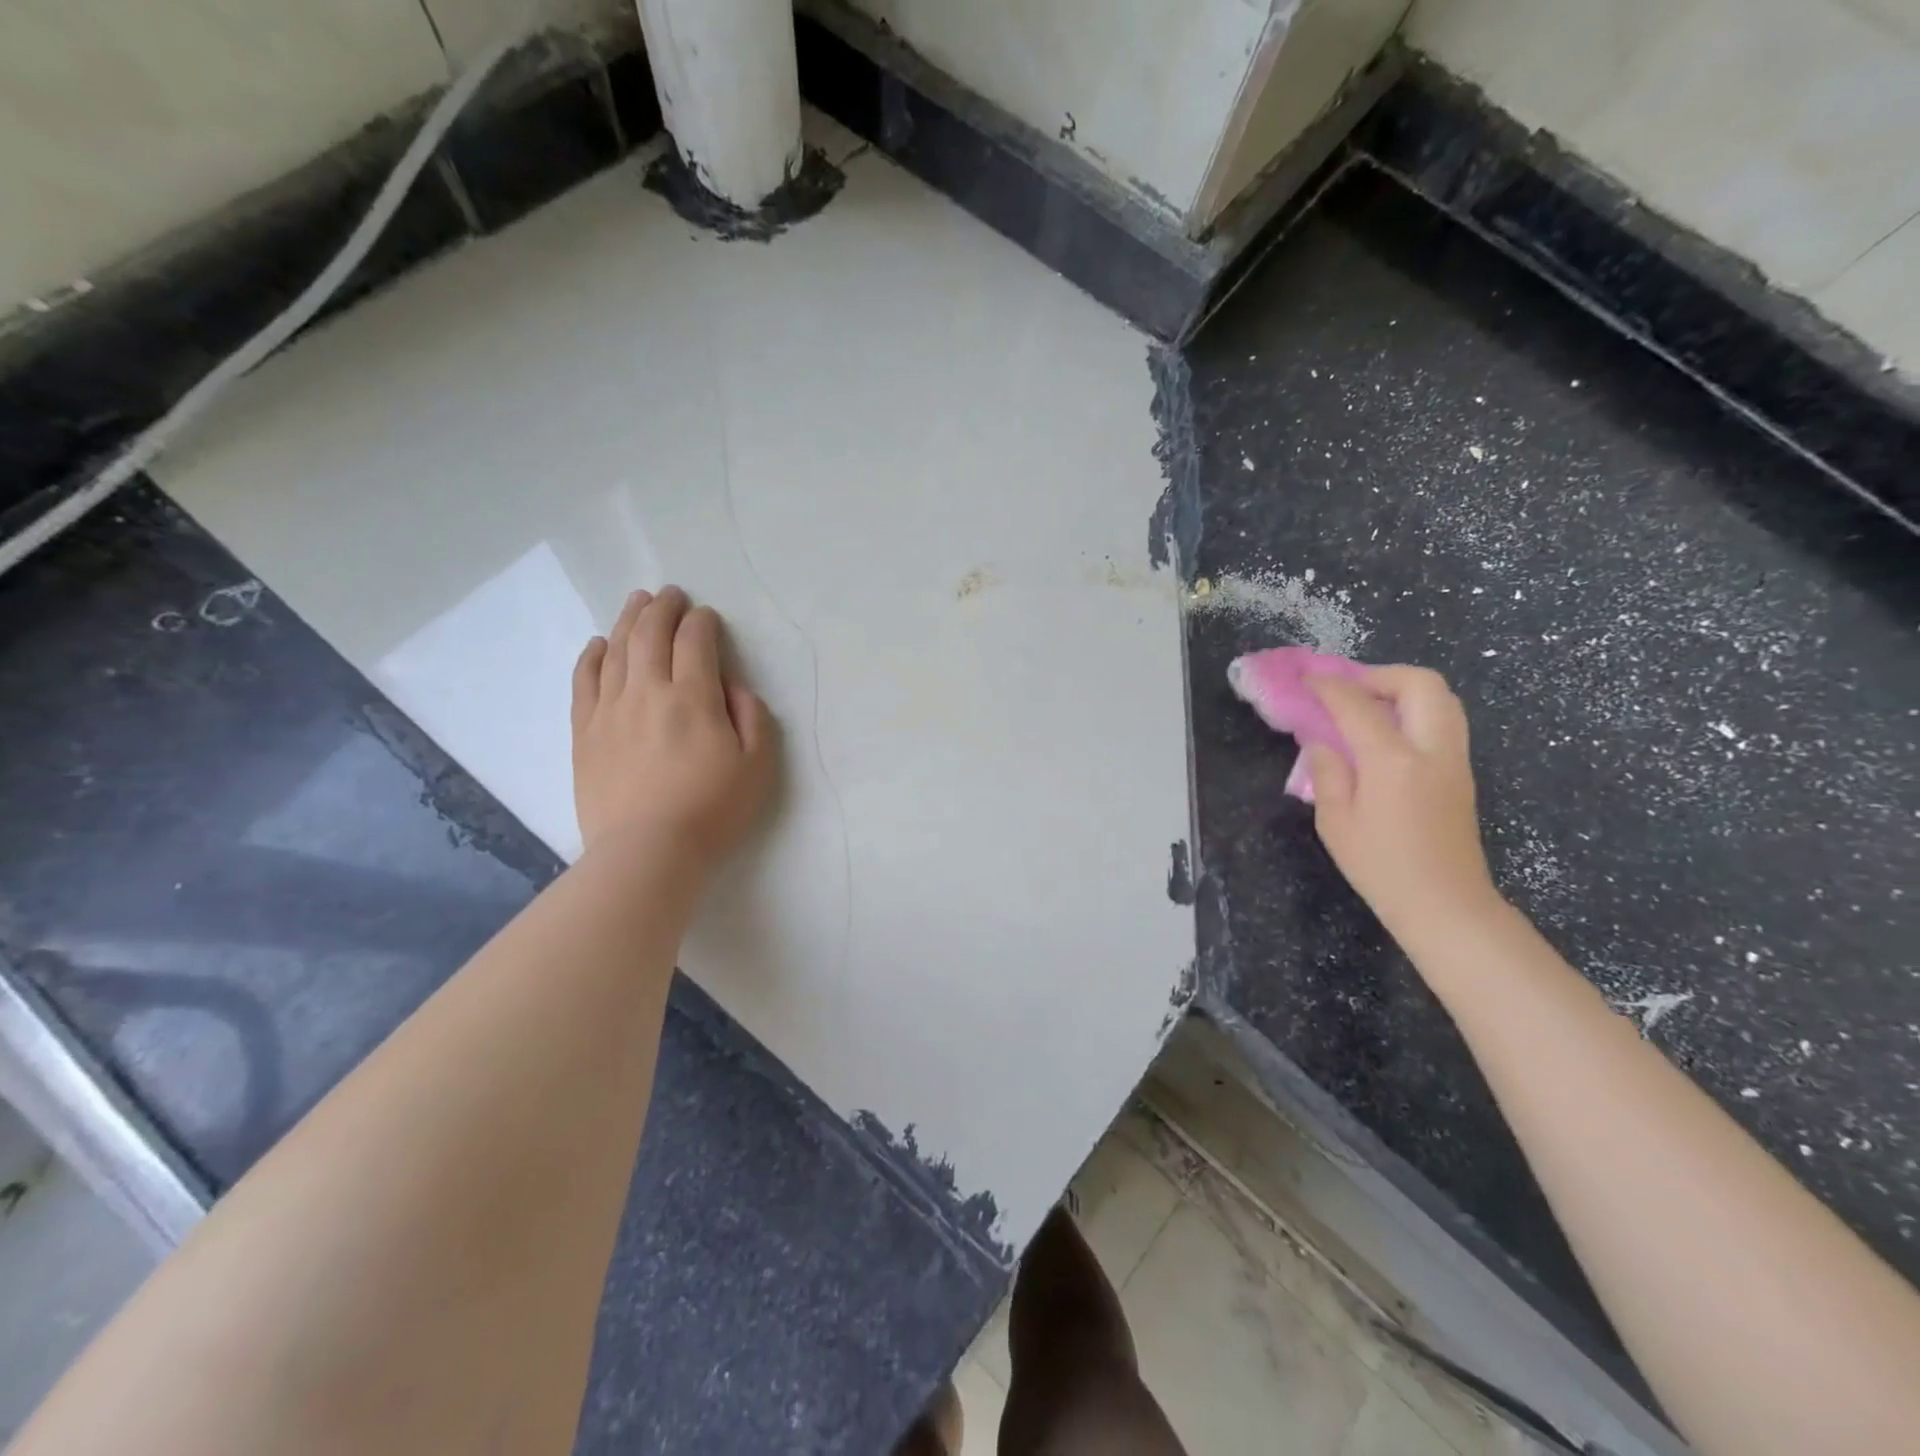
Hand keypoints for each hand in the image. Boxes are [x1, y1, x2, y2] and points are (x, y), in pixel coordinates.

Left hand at [570, 586, 775, 870]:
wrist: (647, 852)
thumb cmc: (712, 810)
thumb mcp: (757, 766)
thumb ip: (752, 717)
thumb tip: (732, 686)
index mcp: (693, 697)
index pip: (695, 641)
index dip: (702, 622)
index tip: (707, 618)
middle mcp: (648, 691)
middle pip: (651, 634)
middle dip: (663, 608)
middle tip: (670, 595)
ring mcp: (610, 709)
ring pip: (617, 649)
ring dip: (628, 620)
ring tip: (637, 602)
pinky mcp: (585, 731)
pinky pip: (585, 680)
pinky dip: (593, 656)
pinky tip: (599, 644)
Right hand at [1304, 666, 1502, 945]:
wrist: (1444, 903)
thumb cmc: (1381, 866)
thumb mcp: (1335, 821)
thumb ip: (1327, 772)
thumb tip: (1323, 742)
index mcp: (1393, 760)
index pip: (1358, 704)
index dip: (1330, 686)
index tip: (1307, 678)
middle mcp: (1432, 749)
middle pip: (1420, 683)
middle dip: (1380, 675)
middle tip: (1348, 690)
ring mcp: (1454, 759)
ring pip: (1441, 698)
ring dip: (1402, 689)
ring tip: (1367, 706)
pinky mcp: (1461, 772)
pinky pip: (1443, 720)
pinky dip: (1415, 710)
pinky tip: (1386, 732)